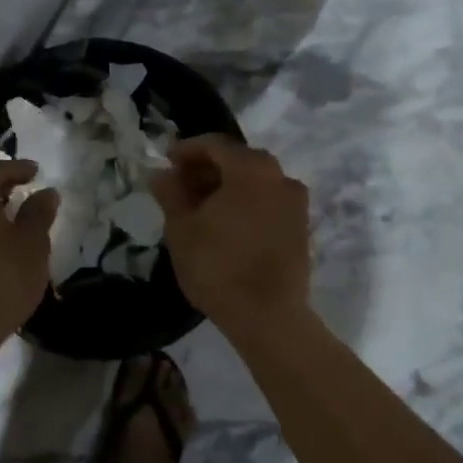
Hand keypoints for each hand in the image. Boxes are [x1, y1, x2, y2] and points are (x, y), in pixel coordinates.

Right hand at [151, 136, 311, 335]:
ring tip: (198, 207)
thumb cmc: (219, 265)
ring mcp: (295, 202)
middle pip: (237, 160)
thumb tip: (162, 174)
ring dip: (226, 186)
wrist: (269, 317)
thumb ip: (171, 193)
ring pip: (254, 181)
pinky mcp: (300, 227)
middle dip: (206, 168)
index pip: (215, 144)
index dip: (187, 150)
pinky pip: (267, 201)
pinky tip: (223, 224)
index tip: (167, 162)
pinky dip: (245, 202)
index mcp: (251, 168)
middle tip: (179, 185)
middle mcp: (279, 176)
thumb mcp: (182, 228)